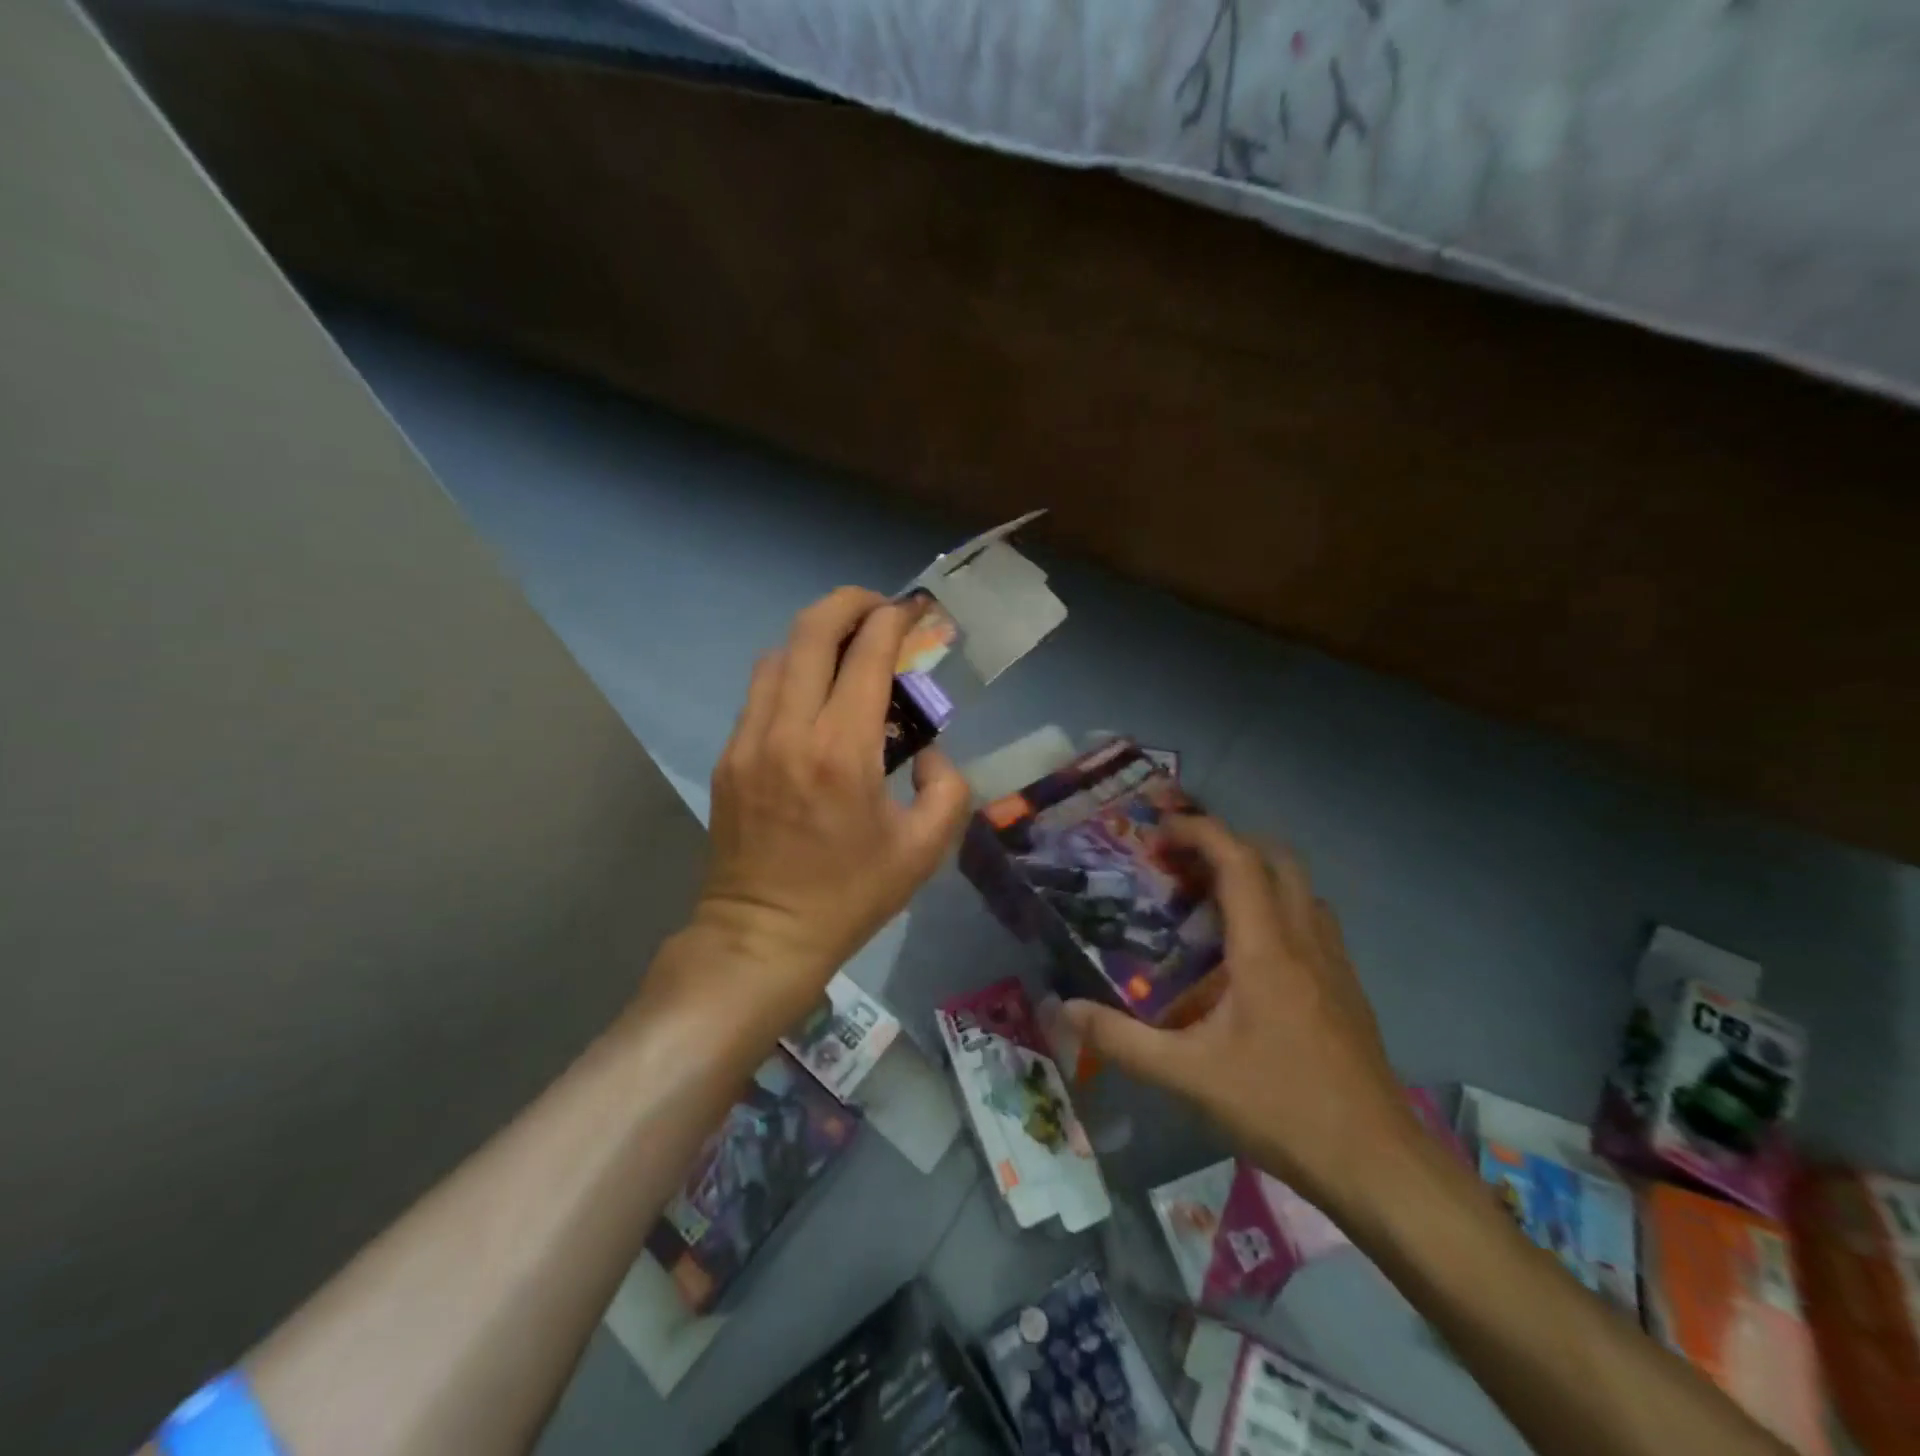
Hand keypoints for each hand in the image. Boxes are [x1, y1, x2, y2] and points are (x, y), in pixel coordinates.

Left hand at [691, 587, 970, 1027]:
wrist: (762, 936)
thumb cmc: (850, 896)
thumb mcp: (924, 850)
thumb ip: (947, 787)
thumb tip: (927, 751)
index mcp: (842, 751)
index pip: (866, 654)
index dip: (893, 620)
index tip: (913, 609)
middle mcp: (790, 730)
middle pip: (811, 631)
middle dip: (849, 603)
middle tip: (878, 609)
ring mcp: (749, 740)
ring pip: (777, 655)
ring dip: (814, 638)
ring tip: (845, 651)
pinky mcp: (728, 756)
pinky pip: (759, 693)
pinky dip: (790, 674)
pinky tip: (812, 698)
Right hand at [1062, 816, 1418, 1216]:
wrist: (1378, 1164)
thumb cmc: (1281, 1107)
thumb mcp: (1188, 1076)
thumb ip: (1121, 1040)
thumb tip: (1063, 1009)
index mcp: (1266, 949)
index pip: (1238, 861)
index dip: (1199, 832)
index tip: (1159, 832)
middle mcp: (1305, 940)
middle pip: (1277, 858)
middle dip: (1228, 844)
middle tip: (1183, 864)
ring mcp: (1335, 962)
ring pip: (1301, 887)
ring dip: (1258, 874)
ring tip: (1212, 900)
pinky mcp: (1349, 987)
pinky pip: (1313, 920)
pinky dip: (1279, 906)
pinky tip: (1253, 953)